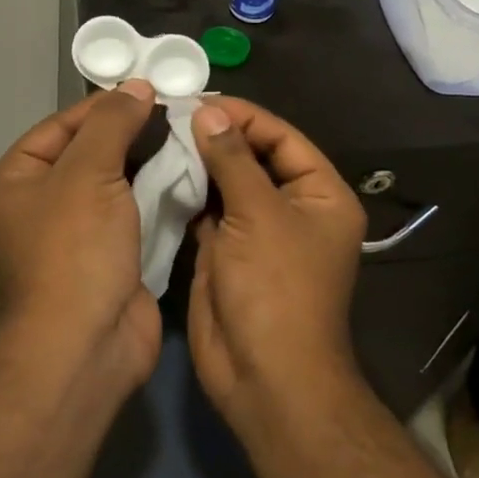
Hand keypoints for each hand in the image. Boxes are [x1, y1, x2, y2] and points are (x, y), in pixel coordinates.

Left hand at [0, 81, 162, 386]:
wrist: (88, 344)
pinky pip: (130, 212)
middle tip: (173, 109)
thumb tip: (136, 85)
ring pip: (113, 183)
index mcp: (13, 181)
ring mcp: (72, 235)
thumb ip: (112, 123)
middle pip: (87, 153)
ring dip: (146, 162)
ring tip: (186, 133)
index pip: (59, 127)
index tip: (146, 89)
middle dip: (128, 132)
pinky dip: (155, 193)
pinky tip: (186, 172)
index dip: (102, 106)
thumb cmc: (74, 249)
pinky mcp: (106, 257)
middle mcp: (36, 205)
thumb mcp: (88, 171)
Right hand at [187, 97, 367, 432]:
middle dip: (217, 136)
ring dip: (199, 161)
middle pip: (253, 157)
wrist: (265, 376)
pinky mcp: (226, 251)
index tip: (199, 100)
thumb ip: (232, 158)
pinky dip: (187, 191)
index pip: (281, 138)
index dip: (243, 116)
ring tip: (159, 133)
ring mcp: (257, 231)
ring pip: (227, 182)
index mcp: (320, 194)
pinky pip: (207, 210)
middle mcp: (291, 208)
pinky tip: (158, 170)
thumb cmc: (275, 288)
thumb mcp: (258, 214)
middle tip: (171, 113)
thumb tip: (208, 110)